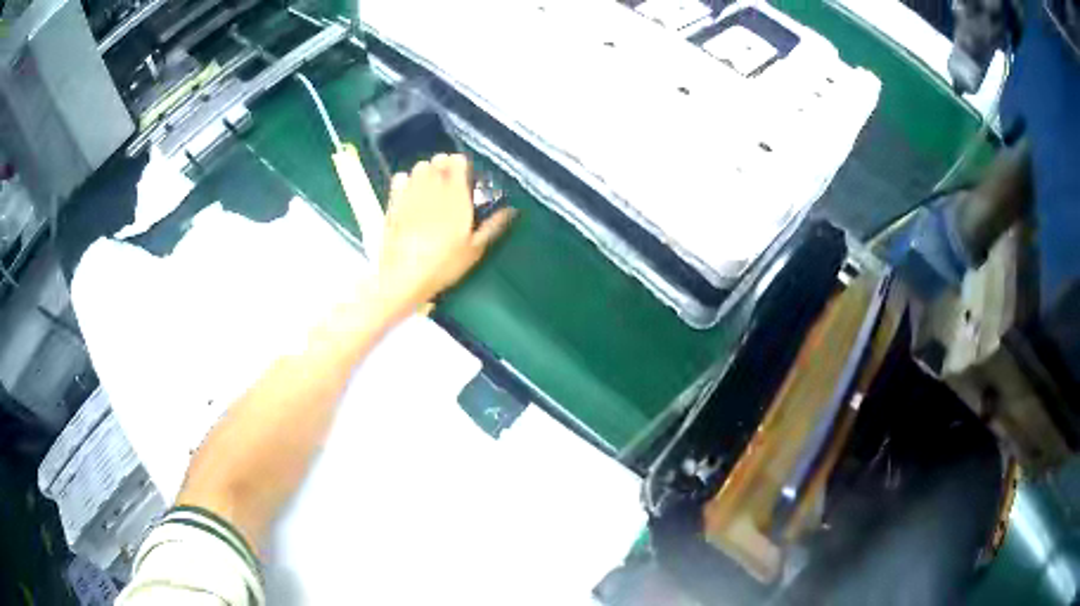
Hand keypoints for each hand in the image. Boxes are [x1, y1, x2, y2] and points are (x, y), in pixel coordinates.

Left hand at [374, 153, 514, 317]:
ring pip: (419, 168)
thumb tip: (512, 211)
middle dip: (444, 164)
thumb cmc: (443, 265)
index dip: (461, 164)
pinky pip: (399, 180)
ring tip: (430, 181)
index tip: (464, 171)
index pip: (458, 164)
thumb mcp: (474, 249)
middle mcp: (433, 189)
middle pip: (438, 162)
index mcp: (456, 197)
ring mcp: (410, 195)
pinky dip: (405, 179)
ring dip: (426, 170)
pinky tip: (408, 188)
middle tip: (448, 176)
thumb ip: (493, 226)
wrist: (404, 276)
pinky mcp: (393, 204)